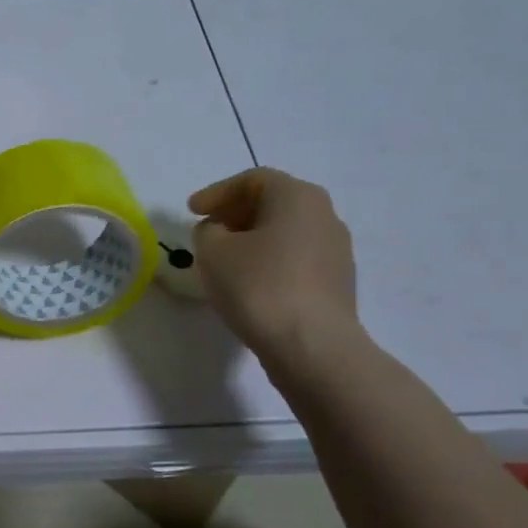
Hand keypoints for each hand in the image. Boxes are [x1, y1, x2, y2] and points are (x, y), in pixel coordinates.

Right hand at [188, 167, 359, 365]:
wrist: (312, 347)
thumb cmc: (258, 286)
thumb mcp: (213, 251)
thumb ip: (207, 231)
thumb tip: (218, 232)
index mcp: (297, 197)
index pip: (253, 180)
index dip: (217, 192)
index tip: (191, 211)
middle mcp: (324, 215)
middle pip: (273, 203)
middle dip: (235, 214)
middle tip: (206, 230)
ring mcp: (336, 250)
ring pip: (285, 232)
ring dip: (252, 239)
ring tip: (223, 260)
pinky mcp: (336, 283)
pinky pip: (295, 259)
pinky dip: (268, 261)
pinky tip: (248, 283)